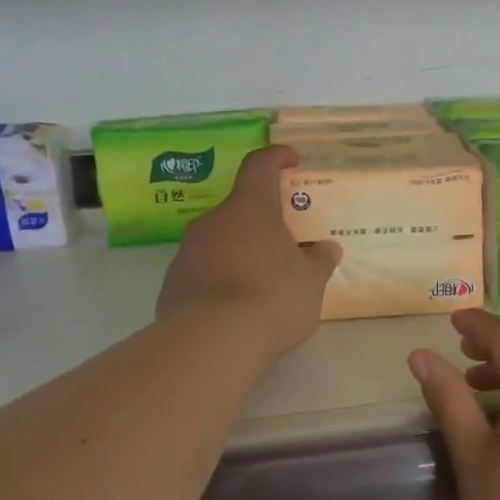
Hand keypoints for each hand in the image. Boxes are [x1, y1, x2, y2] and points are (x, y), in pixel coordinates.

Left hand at [156, 146, 340, 360]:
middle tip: (285, 242)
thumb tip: (327, 248)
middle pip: (239, 209)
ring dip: (240, 252)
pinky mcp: (172, 284)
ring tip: (263, 281)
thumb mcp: (310, 281)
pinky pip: (203, 271)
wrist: (211, 342)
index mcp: (250, 208)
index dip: (276, 157)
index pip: (260, 166)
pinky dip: (221, 279)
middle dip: (262, 221)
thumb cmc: (272, 297)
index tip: (291, 160)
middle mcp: (213, 221)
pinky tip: (237, 307)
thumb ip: (319, 260)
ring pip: (219, 241)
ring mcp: (187, 251)